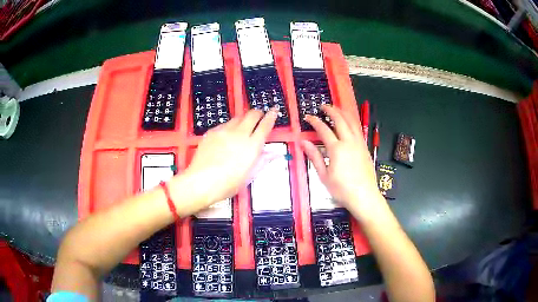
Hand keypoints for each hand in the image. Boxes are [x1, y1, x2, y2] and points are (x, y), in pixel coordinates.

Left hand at [180, 109, 276, 209]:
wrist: (200, 182)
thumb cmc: (227, 184)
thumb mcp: (249, 176)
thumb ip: (262, 161)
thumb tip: (275, 154)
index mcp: (252, 146)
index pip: (266, 125)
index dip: (271, 116)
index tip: (274, 110)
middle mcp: (239, 134)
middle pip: (252, 115)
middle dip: (258, 113)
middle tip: (260, 116)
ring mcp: (224, 131)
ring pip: (238, 118)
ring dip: (244, 119)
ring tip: (243, 128)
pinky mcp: (212, 132)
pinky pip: (224, 124)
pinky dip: (230, 126)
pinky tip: (227, 136)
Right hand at [301, 105, 381, 217]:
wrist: (364, 196)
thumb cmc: (342, 189)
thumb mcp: (324, 176)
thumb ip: (314, 157)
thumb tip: (303, 142)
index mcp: (337, 149)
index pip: (323, 129)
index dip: (315, 121)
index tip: (308, 117)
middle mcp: (349, 142)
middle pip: (340, 120)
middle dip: (331, 110)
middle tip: (323, 106)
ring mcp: (359, 144)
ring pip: (352, 122)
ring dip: (343, 113)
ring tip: (336, 108)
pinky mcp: (365, 148)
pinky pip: (358, 129)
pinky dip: (352, 121)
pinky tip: (349, 122)